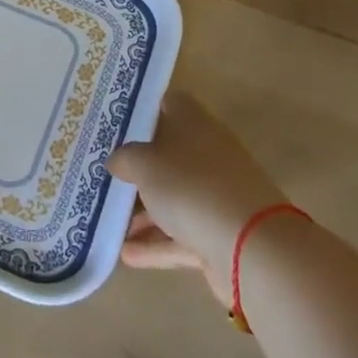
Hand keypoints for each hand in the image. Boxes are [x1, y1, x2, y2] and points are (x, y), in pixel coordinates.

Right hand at [106, 91, 288, 305]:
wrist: (252, 247)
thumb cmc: (191, 186)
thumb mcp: (145, 165)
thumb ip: (125, 158)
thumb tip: (116, 159)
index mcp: (195, 124)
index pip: (170, 103)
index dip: (145, 108)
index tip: (117, 121)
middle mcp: (209, 154)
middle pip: (170, 153)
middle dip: (139, 166)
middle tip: (105, 172)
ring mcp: (217, 196)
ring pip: (175, 197)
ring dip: (144, 212)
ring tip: (109, 221)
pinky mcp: (221, 234)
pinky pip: (182, 235)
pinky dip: (157, 244)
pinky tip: (126, 255)